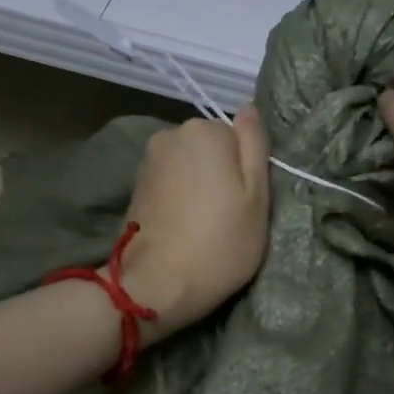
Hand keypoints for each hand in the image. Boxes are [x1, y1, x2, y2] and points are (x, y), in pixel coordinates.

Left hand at [120, 109, 271, 340]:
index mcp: (206, 130)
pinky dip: (180, 197)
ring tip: (205, 224)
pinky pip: (171, 180)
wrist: (156, 285)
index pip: (239, 137)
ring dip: (200, 186)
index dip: (247, 169)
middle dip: (221, 173)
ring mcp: (149, 159)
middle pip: (212, 147)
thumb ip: (255, 145)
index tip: (247, 202)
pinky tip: (184, 225)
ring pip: (191, 165)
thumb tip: (249, 108)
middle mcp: (171, 134)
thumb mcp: (257, 195)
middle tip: (230, 216)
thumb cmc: (220, 242)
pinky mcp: (136, 185)